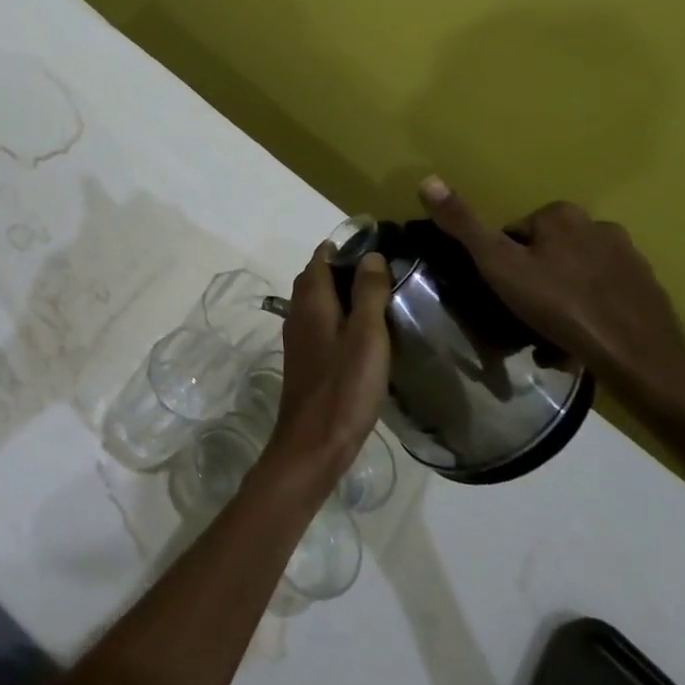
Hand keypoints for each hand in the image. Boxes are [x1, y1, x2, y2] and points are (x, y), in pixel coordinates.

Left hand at [265, 244, 392, 495]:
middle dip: (346, 267)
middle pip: (318, 276)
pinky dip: (341, 316)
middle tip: (386, 268)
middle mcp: (298, 311)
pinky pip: (322, 323)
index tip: (379, 242)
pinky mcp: (306, 358)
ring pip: (320, 301)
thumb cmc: (344, 386)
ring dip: (344, 292)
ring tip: (381, 296)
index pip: (323, 256)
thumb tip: (372, 255)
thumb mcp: (367, 335)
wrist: (313, 442)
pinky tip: (365, 331)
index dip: (347, 245)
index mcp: (311, 299)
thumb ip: (369, 292)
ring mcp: (299, 336)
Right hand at [416, 176, 684, 433]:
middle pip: (545, 255)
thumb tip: (427, 180)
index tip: (503, 295)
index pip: (514, 234)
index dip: (502, 265)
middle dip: (532, 284)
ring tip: (551, 339)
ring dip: (559, 302)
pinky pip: (602, 297)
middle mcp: (599, 226)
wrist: (638, 358)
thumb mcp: (498, 265)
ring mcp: (629, 259)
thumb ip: (463, 225)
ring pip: (574, 277)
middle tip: (523, 319)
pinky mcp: (648, 290)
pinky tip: (580, 344)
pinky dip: (588, 315)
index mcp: (561, 215)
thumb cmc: (560, 306)